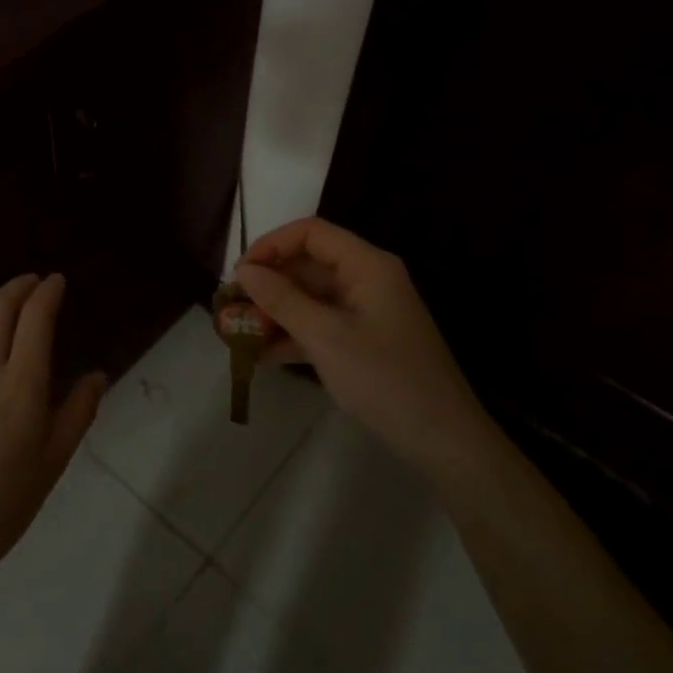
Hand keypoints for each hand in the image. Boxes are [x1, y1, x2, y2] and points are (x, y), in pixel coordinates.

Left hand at [0, 274, 106, 592]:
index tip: (57, 282)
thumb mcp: (53, 462)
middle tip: (33, 284)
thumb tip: (98, 375)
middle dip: (19, 287)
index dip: (48, 293)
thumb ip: (78, 413)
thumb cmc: (2, 504)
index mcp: (21, 387)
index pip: (35, 319)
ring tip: (3, 309)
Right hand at [235, 217, 482, 471]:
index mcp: (366, 265)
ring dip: (274, 312)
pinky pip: (320, 325)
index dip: (271, 246)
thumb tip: (244, 271)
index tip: (239, 273)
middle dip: (268, 283)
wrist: (442, 439)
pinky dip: (292, 336)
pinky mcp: (363, 341)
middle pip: (308, 265)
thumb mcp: (326, 337)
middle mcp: (366, 279)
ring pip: (310, 298)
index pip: (311, 233)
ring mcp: (365, 312)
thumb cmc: (384, 378)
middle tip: (231, 308)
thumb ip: (282, 300)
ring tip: (237, 334)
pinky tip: (260, 357)